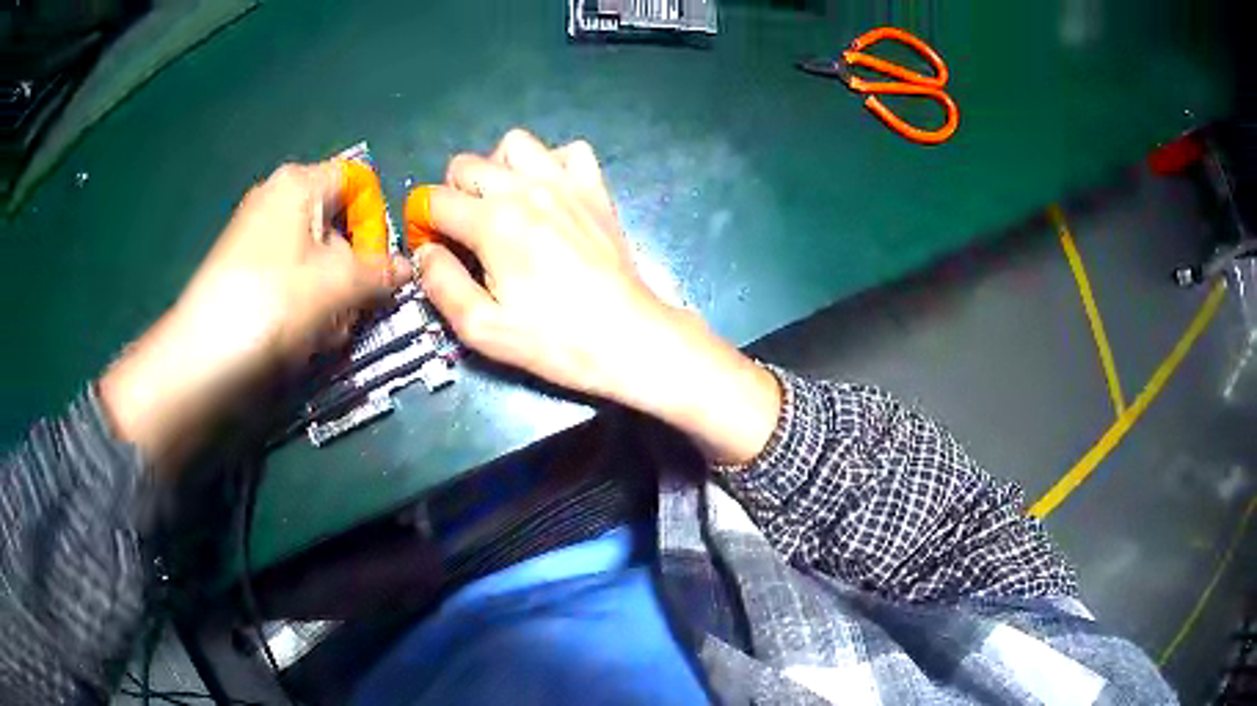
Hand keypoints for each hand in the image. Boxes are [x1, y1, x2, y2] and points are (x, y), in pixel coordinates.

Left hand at [101, 161, 411, 471]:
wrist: (204, 358)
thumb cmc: (274, 303)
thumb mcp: (340, 284)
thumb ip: (382, 271)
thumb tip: (407, 268)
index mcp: (299, 182)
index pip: (359, 182)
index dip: (376, 221)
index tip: (378, 264)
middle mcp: (276, 198)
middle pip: (336, 222)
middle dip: (353, 266)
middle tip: (355, 306)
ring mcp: (256, 234)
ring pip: (315, 255)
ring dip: (333, 292)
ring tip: (327, 329)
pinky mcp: (244, 269)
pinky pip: (291, 275)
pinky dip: (305, 301)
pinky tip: (303, 334)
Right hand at [411, 130, 780, 463]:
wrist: (627, 337)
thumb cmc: (554, 340)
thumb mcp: (482, 328)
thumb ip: (442, 284)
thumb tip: (426, 251)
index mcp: (493, 223)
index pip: (434, 199)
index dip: (422, 223)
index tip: (432, 248)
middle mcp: (526, 189)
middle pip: (466, 165)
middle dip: (452, 195)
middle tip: (463, 232)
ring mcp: (565, 182)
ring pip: (514, 144)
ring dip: (497, 168)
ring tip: (502, 204)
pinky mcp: (595, 189)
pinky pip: (568, 151)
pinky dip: (550, 163)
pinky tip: (548, 194)